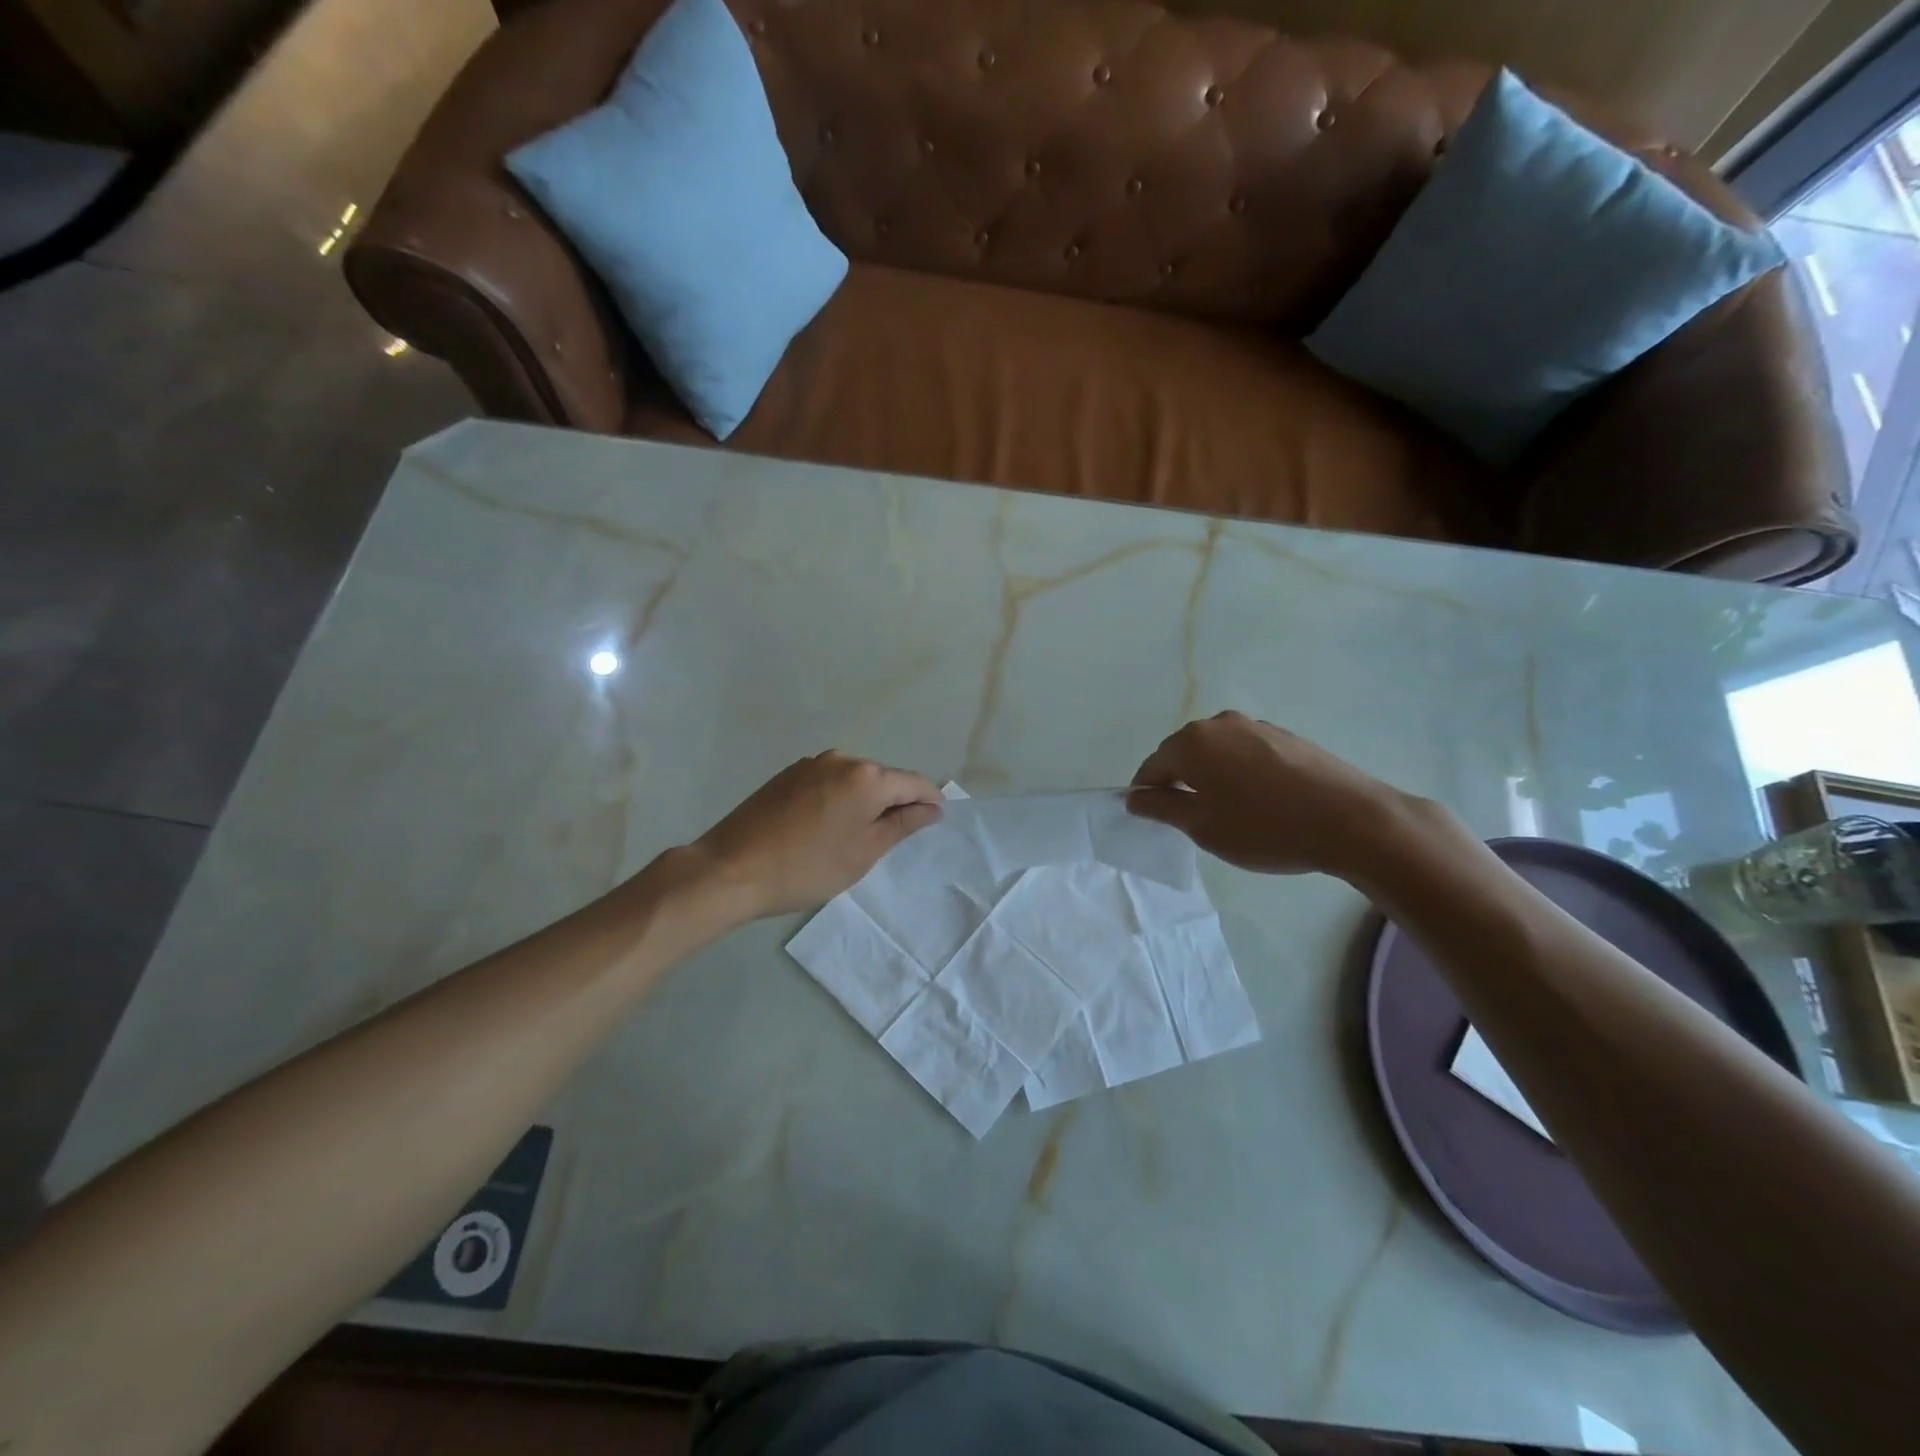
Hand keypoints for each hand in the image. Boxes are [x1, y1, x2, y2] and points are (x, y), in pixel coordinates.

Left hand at [692, 752, 943, 917]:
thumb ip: (902, 825)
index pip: (913, 782)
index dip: (929, 801)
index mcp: (866, 776)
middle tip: (895, 837)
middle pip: (883, 777)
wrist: (730, 869)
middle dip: (896, 801)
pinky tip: (828, 827)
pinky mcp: (787, 774)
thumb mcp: (863, 853)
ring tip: (859, 836)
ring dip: (866, 800)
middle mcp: (841, 759)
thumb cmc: (807, 868)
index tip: (936, 821)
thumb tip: (931, 808)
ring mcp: (810, 764)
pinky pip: (829, 781)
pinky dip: (840, 798)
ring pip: (855, 779)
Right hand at [1128, 712, 1417, 877]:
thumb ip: (1161, 808)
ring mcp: (1256, 726)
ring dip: (1212, 778)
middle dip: (1181, 783)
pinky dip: (1241, 774)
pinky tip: (1261, 802)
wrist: (1351, 820)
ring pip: (1217, 753)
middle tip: (1194, 820)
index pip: (1152, 766)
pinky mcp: (1286, 736)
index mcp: (1191, 742)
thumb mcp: (1202, 826)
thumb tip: (1134, 796)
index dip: (1147, 795)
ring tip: (1231, 813)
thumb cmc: (1264, 827)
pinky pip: (1246, 753)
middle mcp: (1219, 723)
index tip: (1156, 821)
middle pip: (1183, 754)